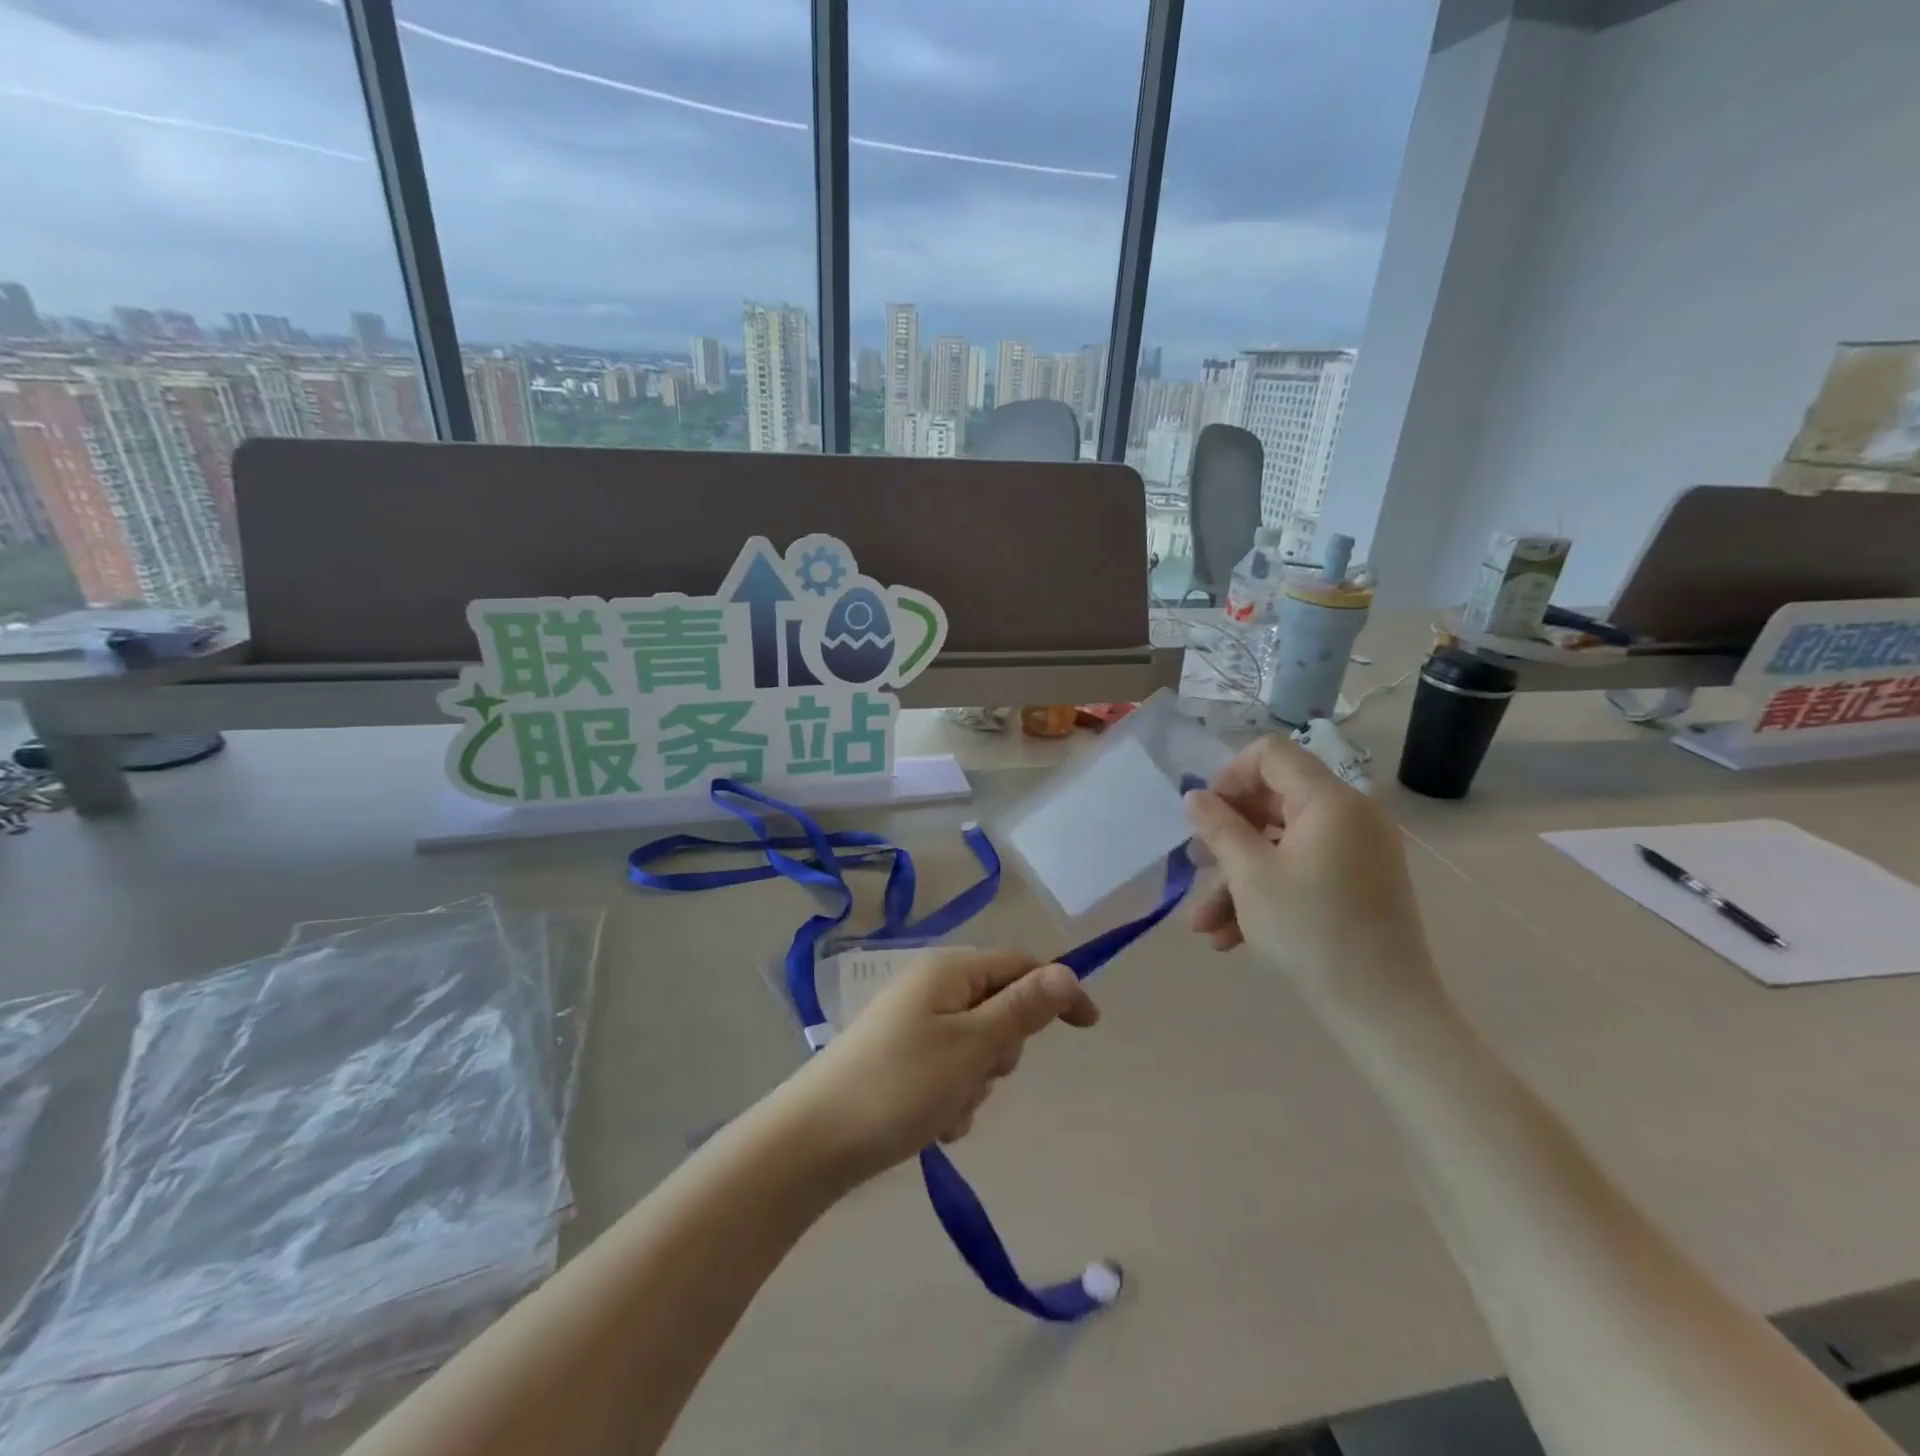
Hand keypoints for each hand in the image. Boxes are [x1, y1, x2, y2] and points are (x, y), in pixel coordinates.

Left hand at [774, 949, 1098, 1188]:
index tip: (1090, 1028)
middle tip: (977, 1076)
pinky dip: (953, 1099)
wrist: (815, 1141)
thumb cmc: (901, 1086)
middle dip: (1002, 1050)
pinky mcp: (902, 1060)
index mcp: (949, 971)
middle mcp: (932, 988)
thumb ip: (1023, 1009)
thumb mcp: (972, 1046)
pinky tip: (931, 1125)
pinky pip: (951, 1073)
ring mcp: (914, 1024)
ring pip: (978, 1048)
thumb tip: (1067, 972)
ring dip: (976, 1082)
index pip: (1021, 966)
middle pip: (1000, 1009)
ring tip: (946, 1108)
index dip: (1058, 991)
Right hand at [1183, 735, 1442, 1019]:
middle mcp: (1350, 815)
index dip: (1230, 776)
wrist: (1383, 1009)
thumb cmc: (1310, 930)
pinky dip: (1267, 893)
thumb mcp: (1249, 875)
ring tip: (1203, 923)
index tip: (1206, 815)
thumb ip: (1218, 827)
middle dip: (1226, 836)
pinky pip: (1303, 870)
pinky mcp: (1359, 884)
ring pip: (1281, 845)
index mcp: (1330, 800)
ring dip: (1237, 878)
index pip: (1271, 754)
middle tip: (1194, 866)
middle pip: (1273, 801)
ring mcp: (1358, 851)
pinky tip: (1230, 937)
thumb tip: (1195, 797)